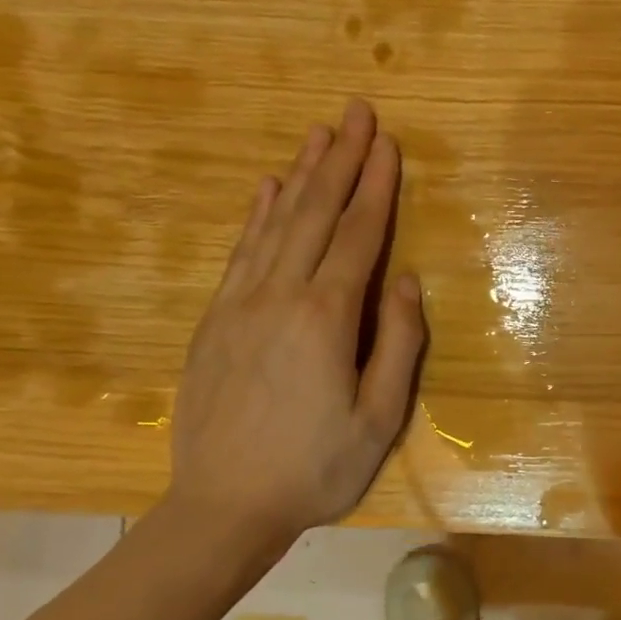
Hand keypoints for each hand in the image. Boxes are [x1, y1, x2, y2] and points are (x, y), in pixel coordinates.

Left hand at [166, 100, 425, 541]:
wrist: (222, 506)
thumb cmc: (315, 468)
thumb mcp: (379, 419)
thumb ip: (398, 345)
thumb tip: (406, 282)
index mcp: (326, 318)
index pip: (358, 236)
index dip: (376, 187)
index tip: (388, 144)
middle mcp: (280, 296)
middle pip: (314, 213)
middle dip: (340, 160)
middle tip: (356, 113)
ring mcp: (240, 304)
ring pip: (274, 223)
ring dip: (299, 175)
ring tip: (318, 135)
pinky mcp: (214, 320)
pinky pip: (240, 252)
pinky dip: (256, 214)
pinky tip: (266, 189)